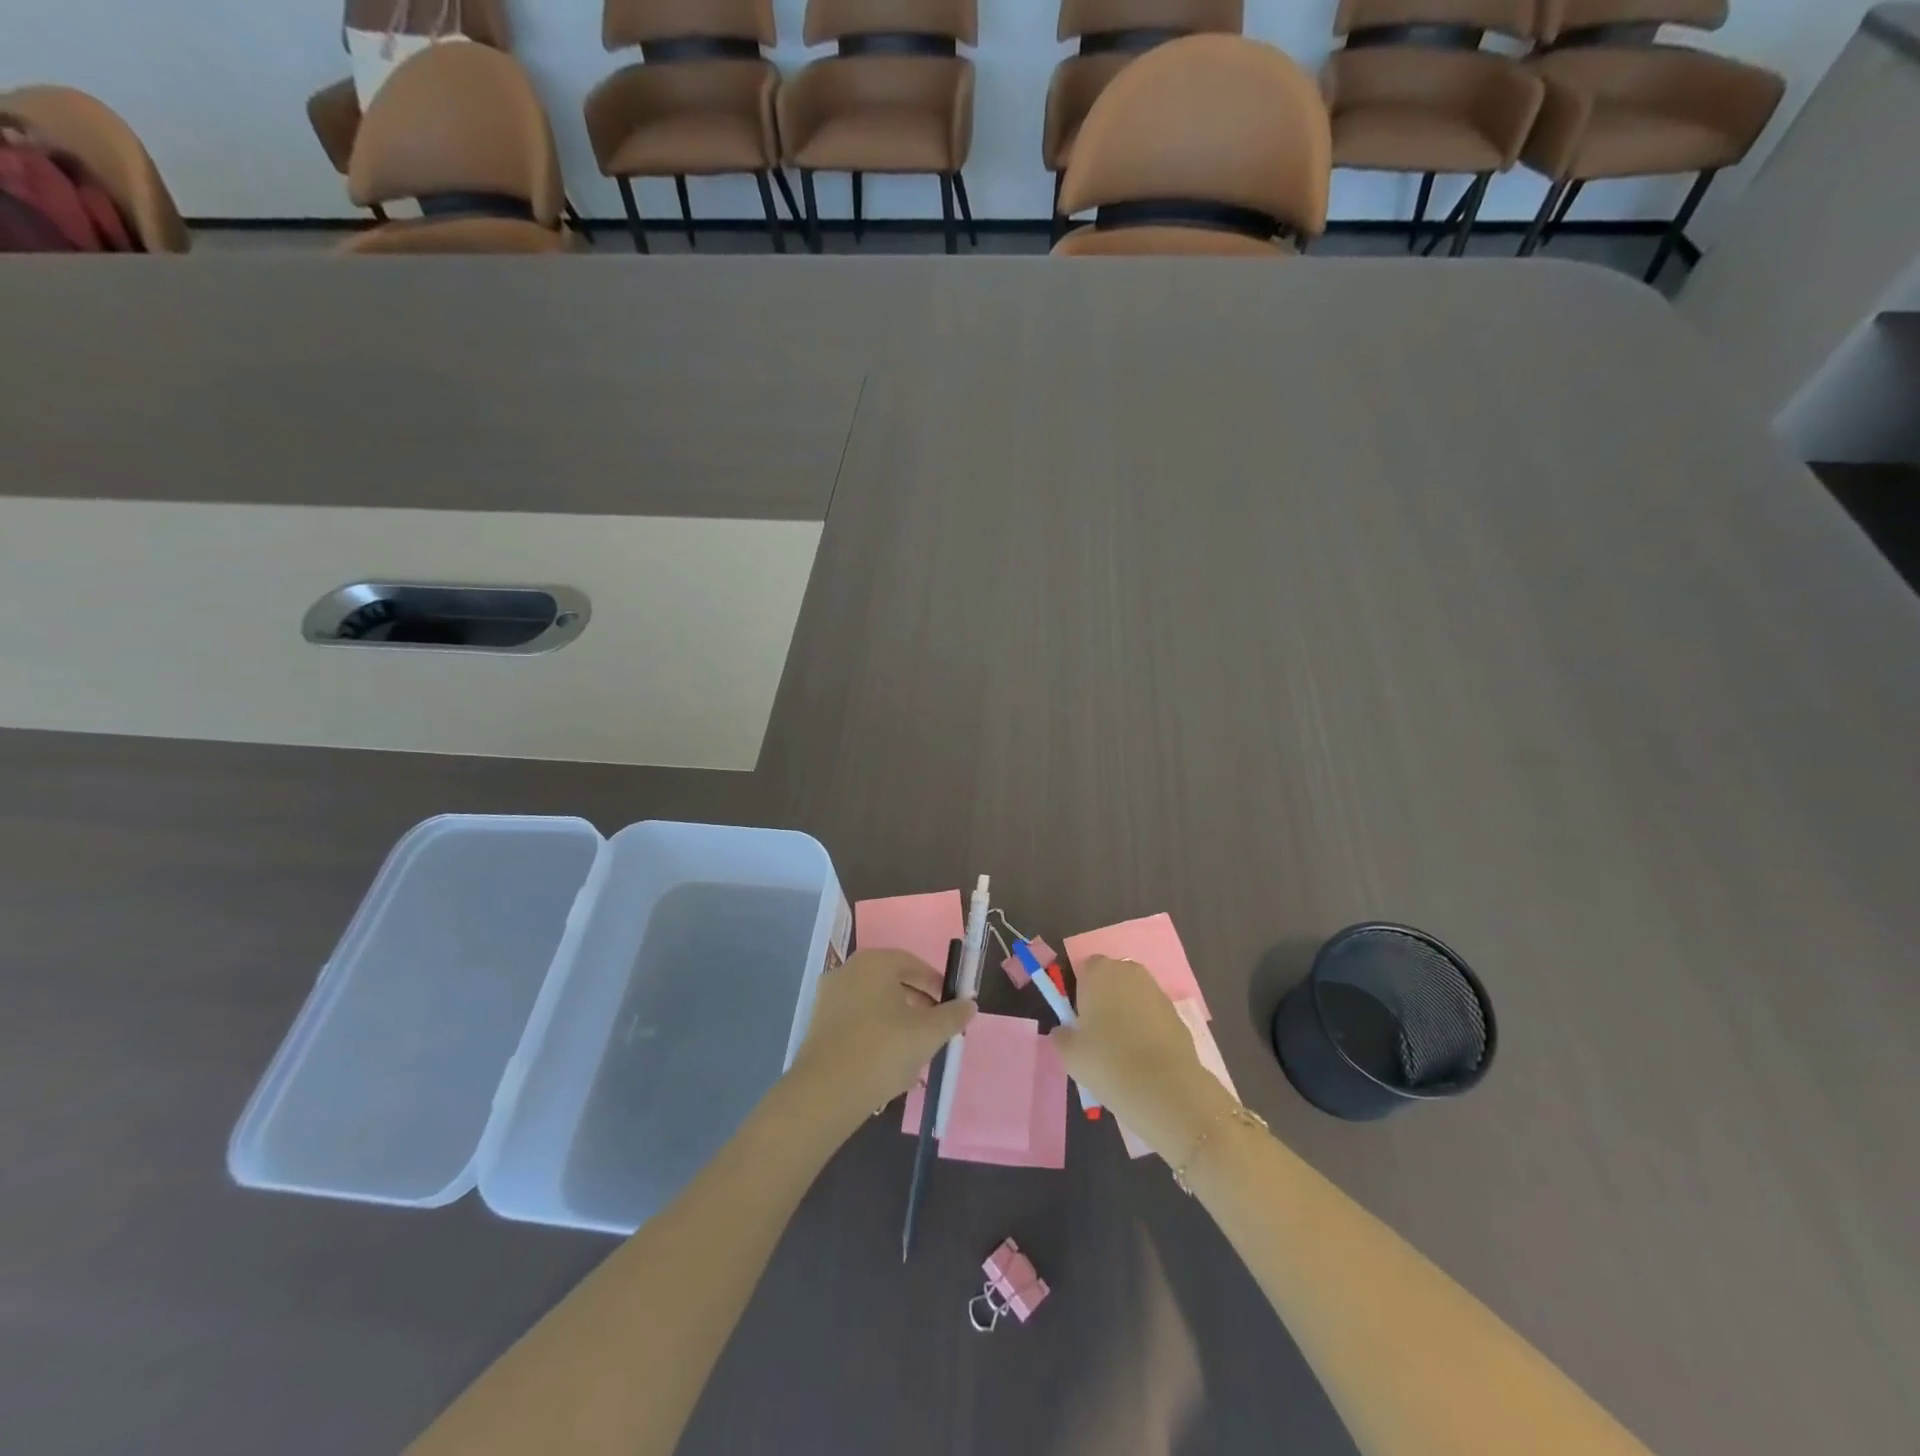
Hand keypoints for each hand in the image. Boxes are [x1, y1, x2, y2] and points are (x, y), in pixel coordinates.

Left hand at [787, 949, 975, 1136]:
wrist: (826, 1092)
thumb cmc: (883, 1050)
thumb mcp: (928, 1034)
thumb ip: (952, 1016)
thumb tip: (969, 1004)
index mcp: (874, 963)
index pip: (913, 964)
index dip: (936, 984)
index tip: (951, 1006)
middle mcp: (848, 971)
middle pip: (892, 981)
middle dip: (917, 1002)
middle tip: (936, 1027)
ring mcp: (829, 997)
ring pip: (873, 1002)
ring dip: (897, 1019)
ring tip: (915, 1048)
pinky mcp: (818, 1024)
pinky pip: (856, 1020)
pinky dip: (875, 1031)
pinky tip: (888, 1060)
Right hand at [1050, 956, 1238, 1158]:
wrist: (1163, 1088)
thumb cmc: (1106, 1061)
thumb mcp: (1069, 1053)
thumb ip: (1062, 1035)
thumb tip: (1064, 1032)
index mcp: (1100, 972)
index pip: (1085, 969)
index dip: (1081, 992)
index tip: (1079, 1020)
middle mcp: (1130, 972)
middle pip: (1113, 979)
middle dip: (1106, 999)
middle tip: (1098, 1034)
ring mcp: (1157, 991)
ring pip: (1135, 997)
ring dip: (1128, 1014)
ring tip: (1123, 1051)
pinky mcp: (1177, 1014)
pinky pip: (1153, 1016)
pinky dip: (1148, 1029)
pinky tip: (1144, 1058)